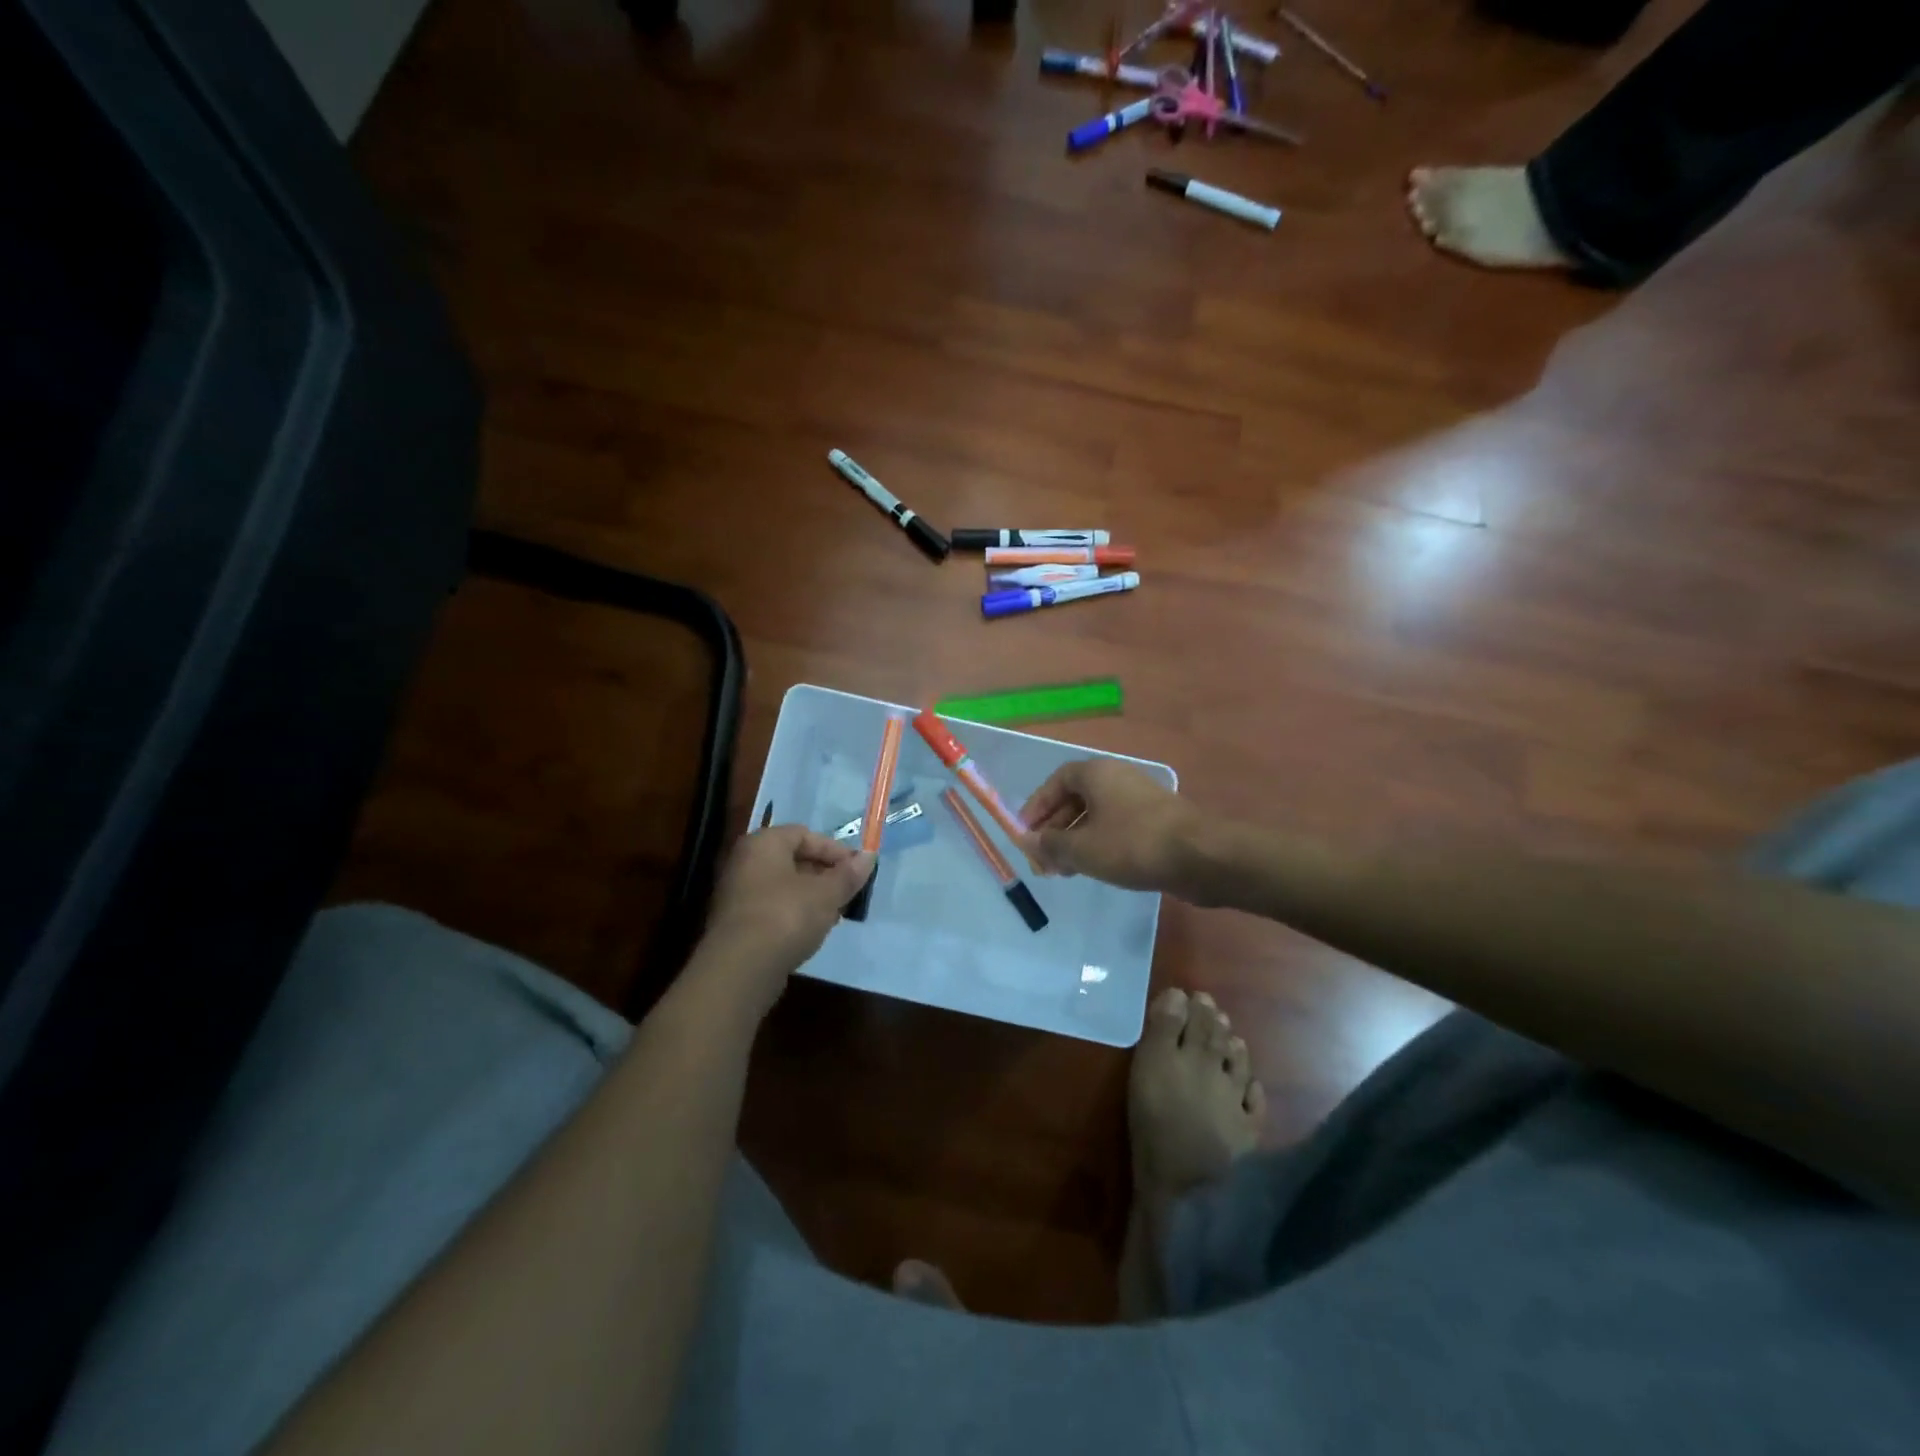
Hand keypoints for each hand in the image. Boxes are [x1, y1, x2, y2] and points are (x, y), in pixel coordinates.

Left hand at [694, 825, 873, 1015]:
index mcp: (763, 843)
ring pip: (783, 886)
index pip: (804, 834)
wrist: (740, 968)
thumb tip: (869, 857)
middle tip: (848, 891)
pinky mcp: (736, 924)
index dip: (834, 850)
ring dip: (811, 896)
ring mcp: (736, 894)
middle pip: (792, 859)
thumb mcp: (826, 894)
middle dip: (824, 874)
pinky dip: (794, 914)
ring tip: (835, 914)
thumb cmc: (786, 916)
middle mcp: (744, 862)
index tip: (857, 869)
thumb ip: (848, 874)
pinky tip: (812, 931)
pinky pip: (772, 908)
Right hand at [1016, 759, 1201, 893]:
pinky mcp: (1156, 820)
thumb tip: (1028, 841)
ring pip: (1096, 816)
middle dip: (1054, 830)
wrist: (1201, 856)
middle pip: (1074, 799)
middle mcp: (1117, 778)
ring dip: (1075, 840)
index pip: (1055, 782)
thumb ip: (1050, 845)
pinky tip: (1095, 868)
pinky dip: (1099, 844)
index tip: (1025, 834)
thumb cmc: (1133, 845)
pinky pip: (1116, 827)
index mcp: (1096, 773)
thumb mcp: (1082, 849)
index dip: (1037, 807)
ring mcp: (1139, 798)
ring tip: (1064, 871)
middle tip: (1043, 861)